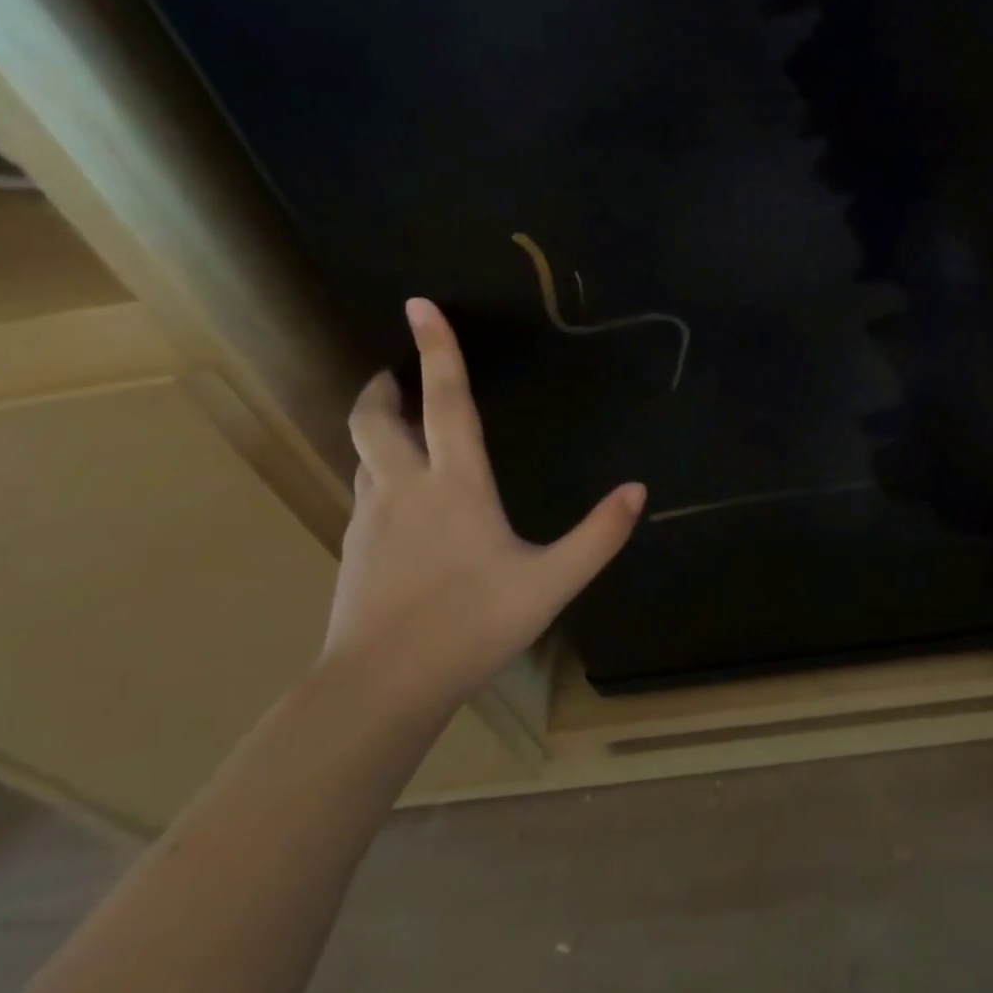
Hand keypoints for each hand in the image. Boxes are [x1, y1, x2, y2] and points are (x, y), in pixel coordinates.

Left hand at [321, 297, 645, 715]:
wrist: (381, 687)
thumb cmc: (471, 625)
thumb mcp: (551, 582)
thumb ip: (599, 535)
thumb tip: (637, 490)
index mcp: (455, 484)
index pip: (445, 401)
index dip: (437, 350)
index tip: (419, 305)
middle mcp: (405, 487)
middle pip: (375, 419)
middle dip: (383, 387)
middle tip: (394, 373)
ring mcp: (371, 518)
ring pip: (363, 454)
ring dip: (377, 428)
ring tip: (400, 427)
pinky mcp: (354, 549)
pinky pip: (365, 491)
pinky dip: (379, 473)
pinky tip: (400, 501)